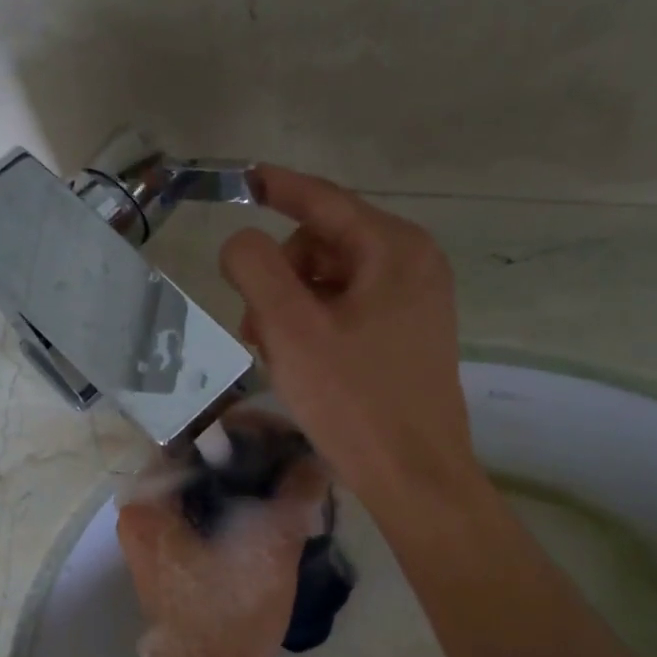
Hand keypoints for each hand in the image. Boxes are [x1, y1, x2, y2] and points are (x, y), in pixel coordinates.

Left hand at [116, 408, 328, 656]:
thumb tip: (316, 456)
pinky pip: (207, 509)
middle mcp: (143, 508)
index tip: (289, 435)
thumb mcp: (272, 546)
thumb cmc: (232, 615)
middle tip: (297, 453)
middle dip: (252, 452)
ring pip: (207, 484)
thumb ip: (295, 491)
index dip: (246, 427)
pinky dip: (239, 502)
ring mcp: (155, 532)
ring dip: (248, 478)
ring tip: (295, 474)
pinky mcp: (173, 552)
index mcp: (150, 499)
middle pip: (201, 457)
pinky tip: (277, 504)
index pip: (196, 433)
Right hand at [221, 167, 477, 511]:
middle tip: (255, 330)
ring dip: (292, 309)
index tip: (241, 179)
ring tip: (274, 355)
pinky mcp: (408, 338)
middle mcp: (413, 265)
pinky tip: (300, 365)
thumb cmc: (354, 401)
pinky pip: (349, 311)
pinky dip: (315, 327)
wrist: (414, 476)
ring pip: (332, 282)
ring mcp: (416, 304)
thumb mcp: (292, 330)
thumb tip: (241, 241)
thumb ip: (256, 269)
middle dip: (280, 278)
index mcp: (394, 249)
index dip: (277, 187)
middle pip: (323, 244)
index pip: (324, 201)